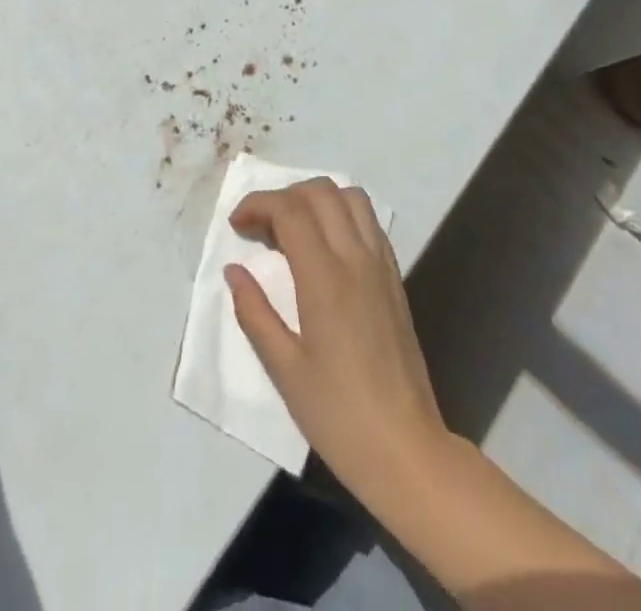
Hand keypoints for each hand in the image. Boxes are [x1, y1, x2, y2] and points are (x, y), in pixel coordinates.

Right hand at [225, 179, 449, 505]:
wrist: (406, 449)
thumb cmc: (338, 415)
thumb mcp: (284, 370)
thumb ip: (255, 312)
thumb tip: (234, 270)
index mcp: (325, 279)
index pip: (290, 210)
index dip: (258, 204)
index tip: (237, 225)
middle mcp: (356, 259)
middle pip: (321, 191)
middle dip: (284, 195)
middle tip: (260, 227)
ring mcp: (381, 265)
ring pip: (351, 197)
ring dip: (317, 198)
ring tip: (293, 227)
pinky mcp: (395, 277)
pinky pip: (369, 221)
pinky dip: (342, 213)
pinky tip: (325, 246)